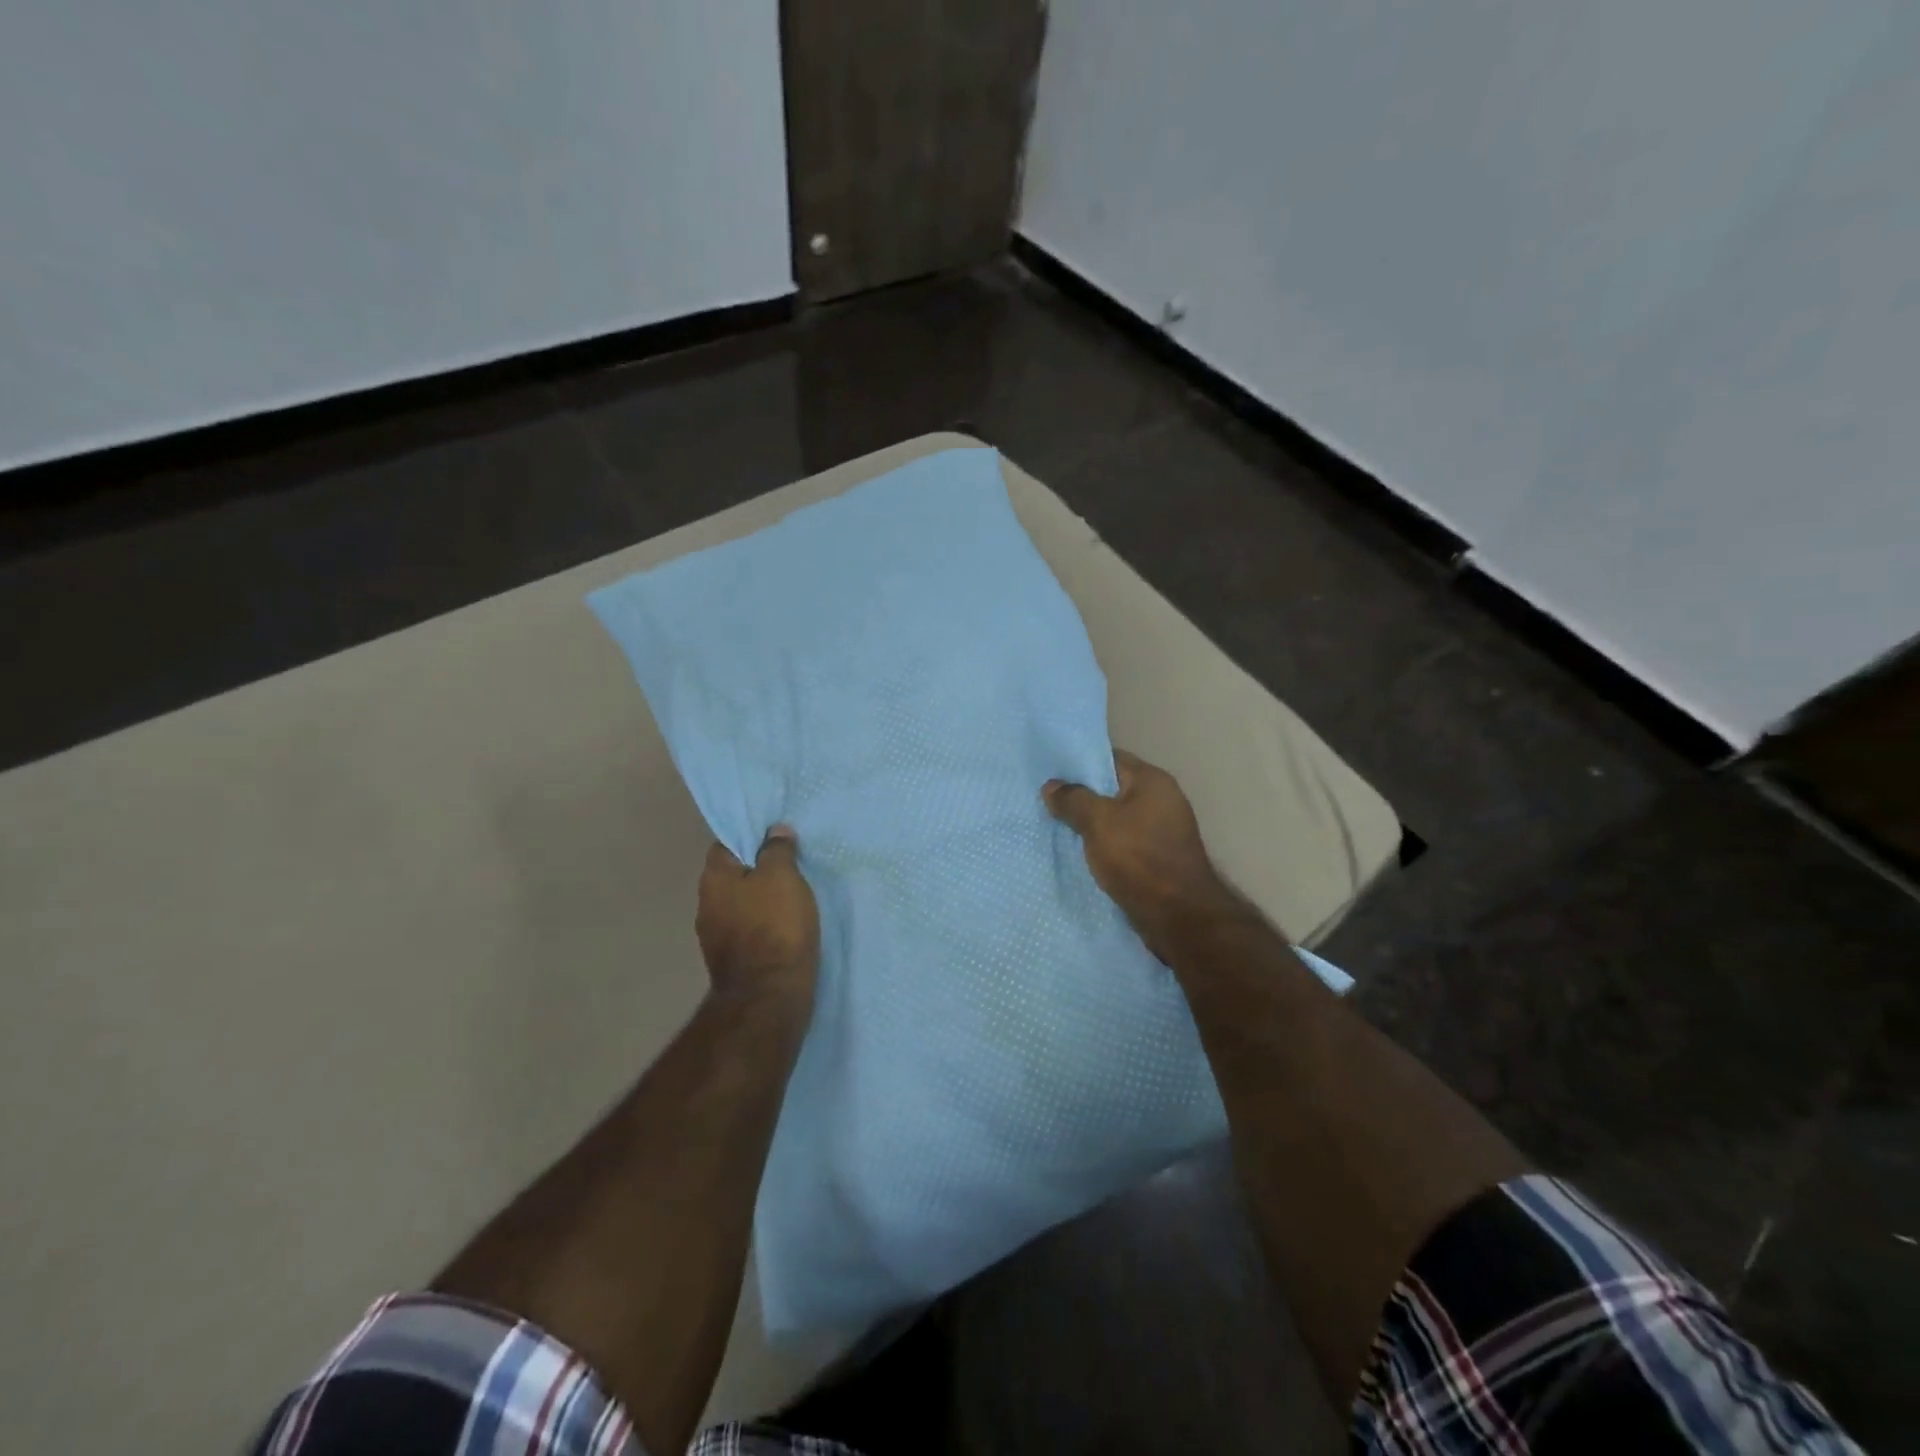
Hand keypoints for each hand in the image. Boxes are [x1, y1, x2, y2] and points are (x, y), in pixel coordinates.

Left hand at [696, 827, 819, 1011]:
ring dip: (761, 900)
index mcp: (714, 878)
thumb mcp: (783, 876)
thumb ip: (777, 850)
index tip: (776, 840)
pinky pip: (748, 930)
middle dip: (758, 870)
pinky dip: (764, 925)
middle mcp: (706, 904)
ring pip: (741, 904)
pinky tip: (785, 927)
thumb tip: (774, 832)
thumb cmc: (775, 925)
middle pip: (734, 876)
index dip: (750, 838)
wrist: (769, 994)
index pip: (726, 844)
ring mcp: (715, 936)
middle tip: (790, 867)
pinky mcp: (731, 961)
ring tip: (792, 898)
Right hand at [1044, 750, 1236, 961]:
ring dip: (1091, 824)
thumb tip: (1052, 785)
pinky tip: (1080, 853)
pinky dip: (1104, 845)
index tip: (1052, 773)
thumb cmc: (1138, 859)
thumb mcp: (1098, 822)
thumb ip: (1073, 799)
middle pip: (1113, 789)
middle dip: (1082, 796)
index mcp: (1153, 781)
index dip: (1080, 763)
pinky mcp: (1159, 858)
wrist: (1178, 916)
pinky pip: (1124, 842)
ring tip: (1057, 827)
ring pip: (1117, 818)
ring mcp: (1163, 830)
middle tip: (1048, 802)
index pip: (1111, 758)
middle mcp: (1162, 800)